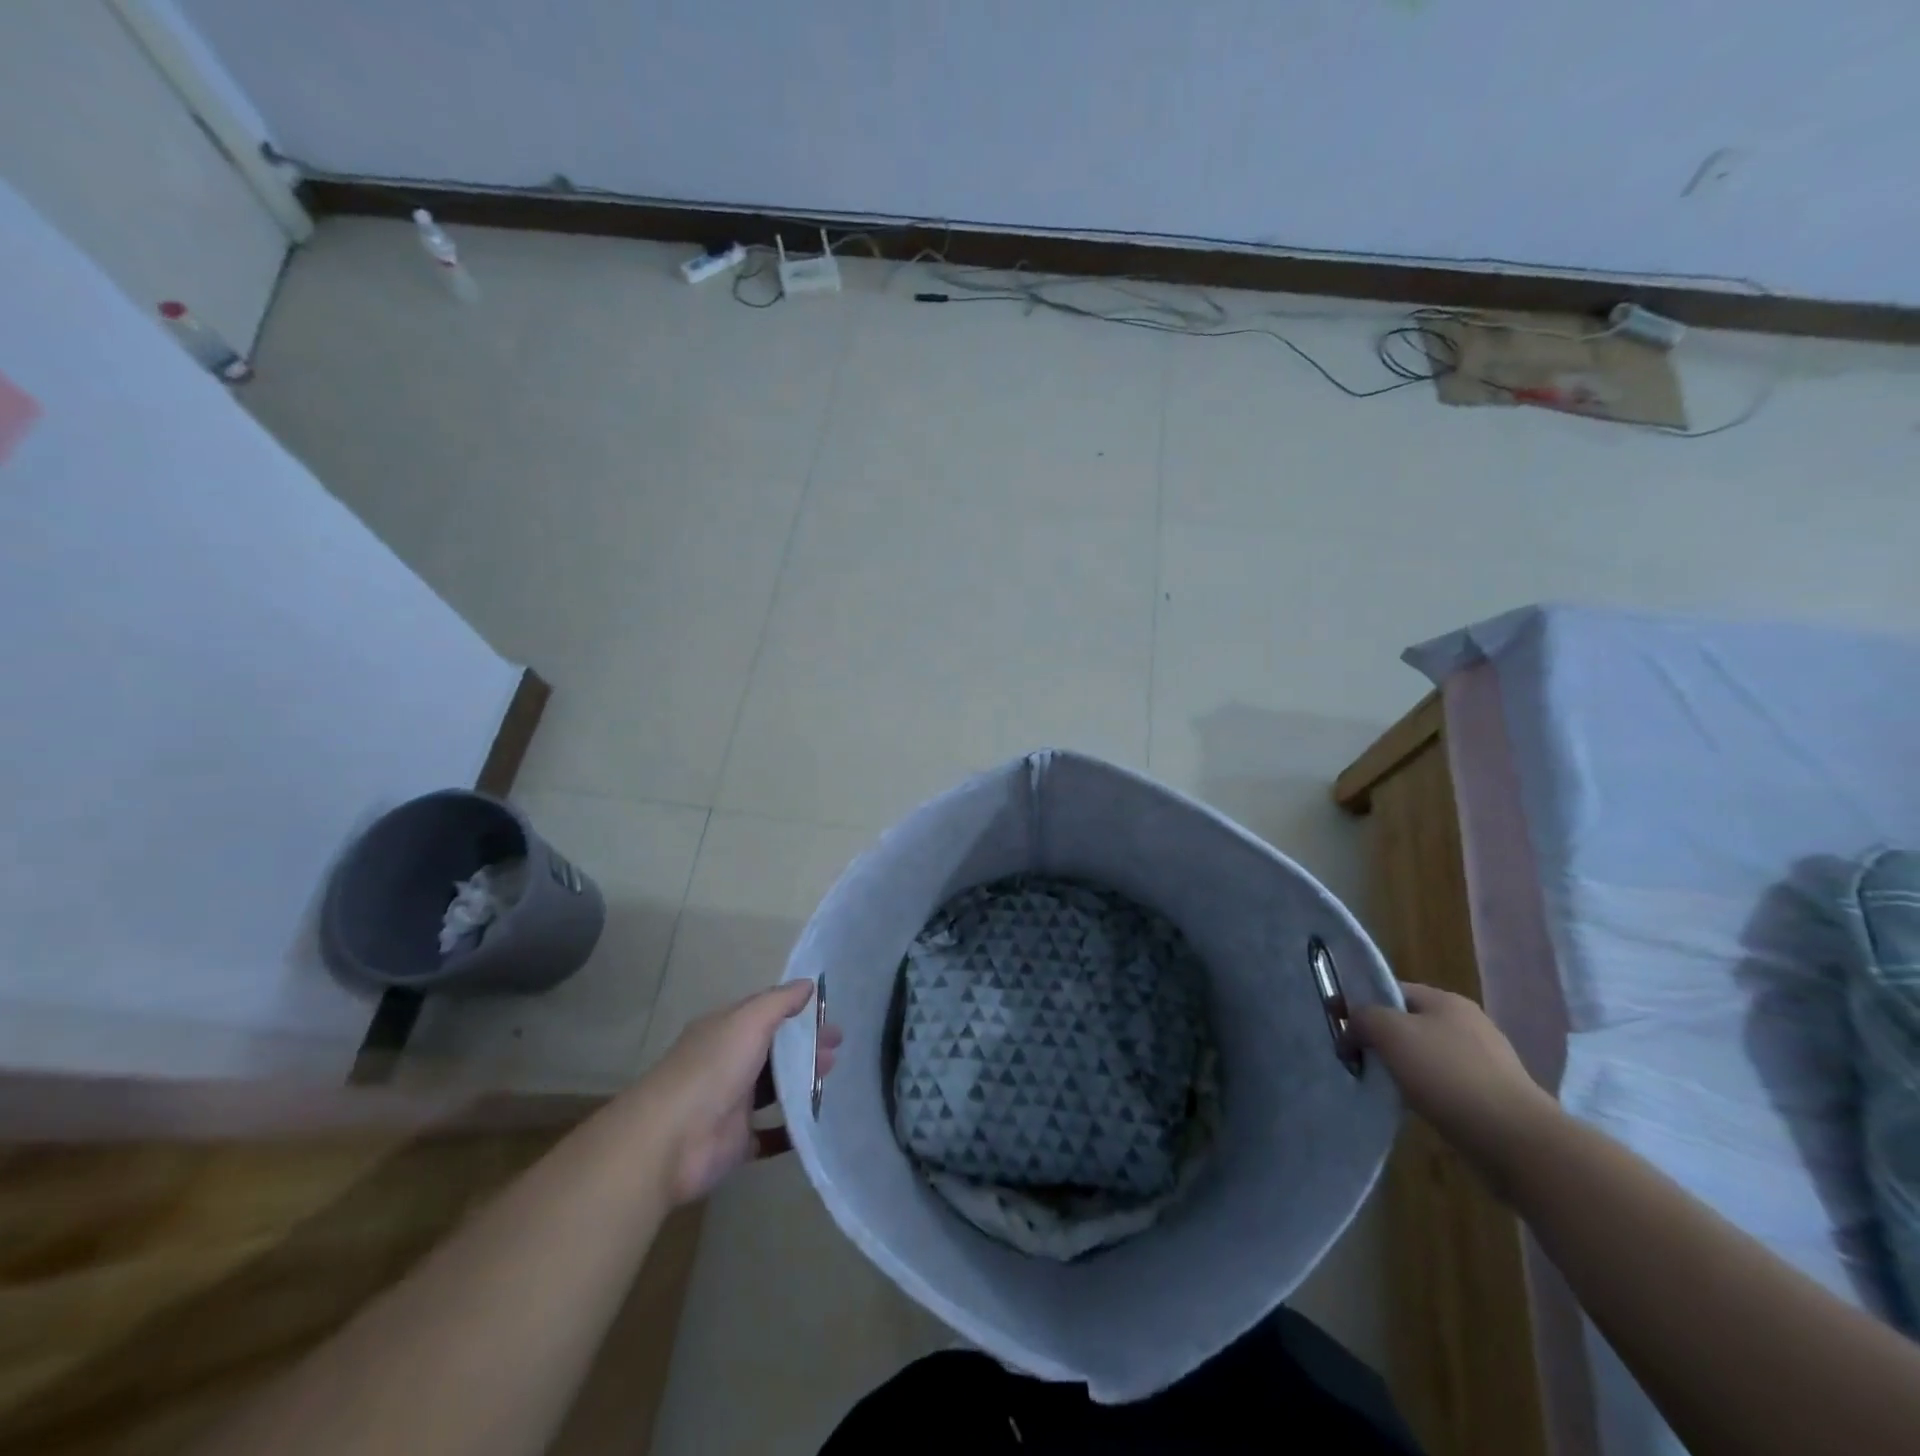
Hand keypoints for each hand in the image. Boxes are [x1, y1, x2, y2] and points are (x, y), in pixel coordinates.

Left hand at [635, 980, 843, 1205]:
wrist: (670, 1141)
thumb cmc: (712, 1070)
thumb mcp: (748, 1022)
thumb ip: (779, 1002)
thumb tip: (808, 983)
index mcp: (726, 1031)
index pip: (766, 1014)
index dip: (798, 1013)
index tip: (829, 1016)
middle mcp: (729, 1063)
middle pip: (775, 1052)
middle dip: (806, 1048)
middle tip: (838, 1049)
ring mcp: (732, 1104)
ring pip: (775, 1090)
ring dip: (803, 1084)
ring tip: (832, 1079)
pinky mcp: (737, 1142)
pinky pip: (771, 1134)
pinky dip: (792, 1129)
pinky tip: (817, 1122)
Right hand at [1352, 982, 1558, 1190]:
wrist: (1517, 1141)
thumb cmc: (1448, 1075)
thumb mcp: (1391, 1033)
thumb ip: (1362, 1018)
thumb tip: (1350, 1028)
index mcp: (1446, 1001)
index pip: (1391, 990)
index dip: (1361, 1003)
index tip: (1338, 1028)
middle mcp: (1468, 1023)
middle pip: (1408, 1022)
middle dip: (1380, 1038)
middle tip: (1355, 1058)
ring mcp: (1485, 1061)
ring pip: (1426, 1054)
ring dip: (1401, 1067)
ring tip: (1381, 1086)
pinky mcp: (1493, 1096)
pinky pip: (1445, 1084)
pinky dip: (1425, 1091)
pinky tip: (1414, 1107)